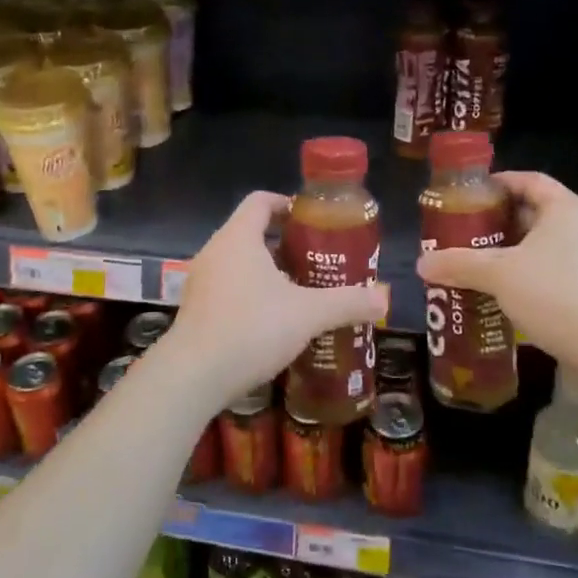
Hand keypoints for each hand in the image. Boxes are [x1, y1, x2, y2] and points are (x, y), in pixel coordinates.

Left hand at [154, 191, 387, 408]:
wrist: (194, 375)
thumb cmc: (251, 328)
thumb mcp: (308, 314)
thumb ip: (347, 302)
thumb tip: (384, 298)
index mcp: (239, 237)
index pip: (261, 201)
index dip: (287, 204)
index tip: (313, 220)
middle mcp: (215, 251)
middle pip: (251, 232)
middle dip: (285, 243)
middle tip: (317, 260)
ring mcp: (201, 281)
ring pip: (239, 263)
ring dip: (268, 271)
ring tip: (301, 291)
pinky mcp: (196, 309)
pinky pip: (228, 287)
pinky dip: (251, 293)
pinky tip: (273, 321)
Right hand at [416, 172, 577, 364]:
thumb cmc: (556, 296)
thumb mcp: (499, 275)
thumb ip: (459, 264)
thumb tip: (421, 263)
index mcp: (568, 209)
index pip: (529, 180)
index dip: (498, 183)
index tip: (470, 194)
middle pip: (537, 211)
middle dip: (501, 222)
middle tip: (467, 232)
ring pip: (549, 243)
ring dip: (516, 250)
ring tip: (482, 262)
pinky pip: (561, 267)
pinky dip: (534, 271)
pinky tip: (510, 292)